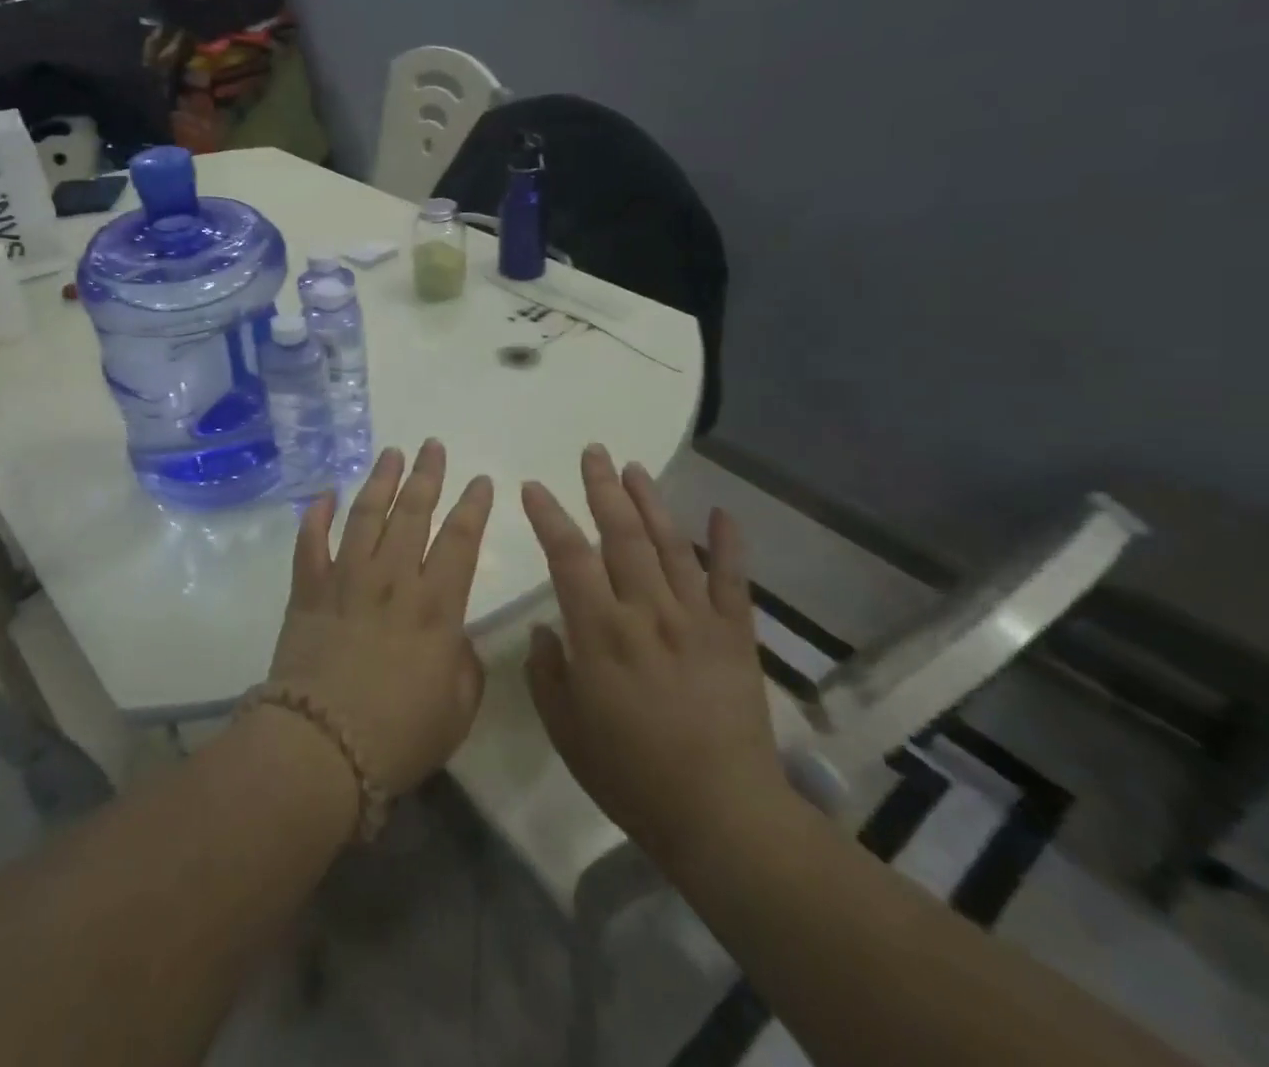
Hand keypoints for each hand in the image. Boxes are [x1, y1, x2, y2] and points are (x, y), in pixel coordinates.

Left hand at [267, 440, 494, 794]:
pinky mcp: (307, 591)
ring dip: (379, 481)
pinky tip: (323, 493)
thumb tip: (455, 638)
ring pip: (365, 515)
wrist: (320, 747)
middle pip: (412, 513)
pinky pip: (310, 542)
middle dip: (426, 476)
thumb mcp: (456, 709)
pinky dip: (315, 515)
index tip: (480, 480)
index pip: (461, 540)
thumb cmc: (397, 735)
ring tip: (391, 453)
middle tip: (432, 446)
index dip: (473, 506)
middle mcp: (392, 579)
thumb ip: (464, 666)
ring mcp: (345, 579)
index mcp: (436, 606)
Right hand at [521, 445, 793, 866]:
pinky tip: (723, 512)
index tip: (533, 486)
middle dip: (602, 488)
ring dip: (651, 501)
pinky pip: (733, 580)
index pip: (568, 556)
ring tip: (634, 468)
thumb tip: (549, 627)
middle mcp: (647, 611)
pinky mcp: (735, 636)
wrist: (722, 816)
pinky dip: (729, 544)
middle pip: (622, 534)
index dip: (548, 516)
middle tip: (592, 452)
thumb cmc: (631, 775)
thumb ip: (548, 672)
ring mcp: (696, 619)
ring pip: (671, 544)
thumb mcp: (566, 729)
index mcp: (601, 631)